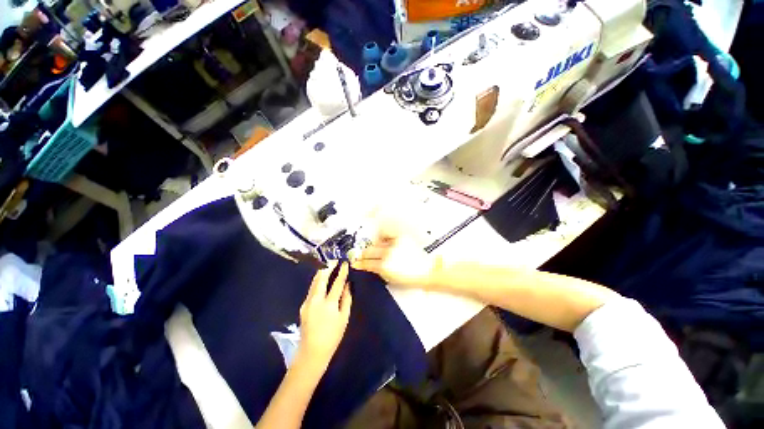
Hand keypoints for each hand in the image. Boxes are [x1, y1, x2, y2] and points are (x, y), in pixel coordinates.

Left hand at [298, 261, 352, 370]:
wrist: (312, 352)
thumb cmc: (333, 336)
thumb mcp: (344, 318)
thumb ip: (346, 299)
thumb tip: (348, 285)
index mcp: (329, 304)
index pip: (337, 283)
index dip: (341, 272)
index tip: (345, 263)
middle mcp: (316, 300)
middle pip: (321, 278)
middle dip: (328, 267)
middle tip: (334, 260)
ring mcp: (307, 302)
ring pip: (314, 282)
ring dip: (321, 273)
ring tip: (328, 266)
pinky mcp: (303, 305)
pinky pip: (311, 289)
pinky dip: (318, 281)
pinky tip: (322, 280)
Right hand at [354, 232, 439, 288]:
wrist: (425, 270)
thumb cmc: (409, 277)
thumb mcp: (390, 278)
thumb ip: (377, 271)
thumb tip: (368, 266)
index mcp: (383, 266)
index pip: (366, 263)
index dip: (359, 263)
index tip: (355, 262)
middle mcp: (387, 253)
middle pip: (368, 251)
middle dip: (363, 254)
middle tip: (362, 255)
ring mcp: (393, 244)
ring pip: (376, 243)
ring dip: (374, 247)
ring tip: (376, 250)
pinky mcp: (400, 237)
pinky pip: (386, 235)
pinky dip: (383, 238)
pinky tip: (384, 242)